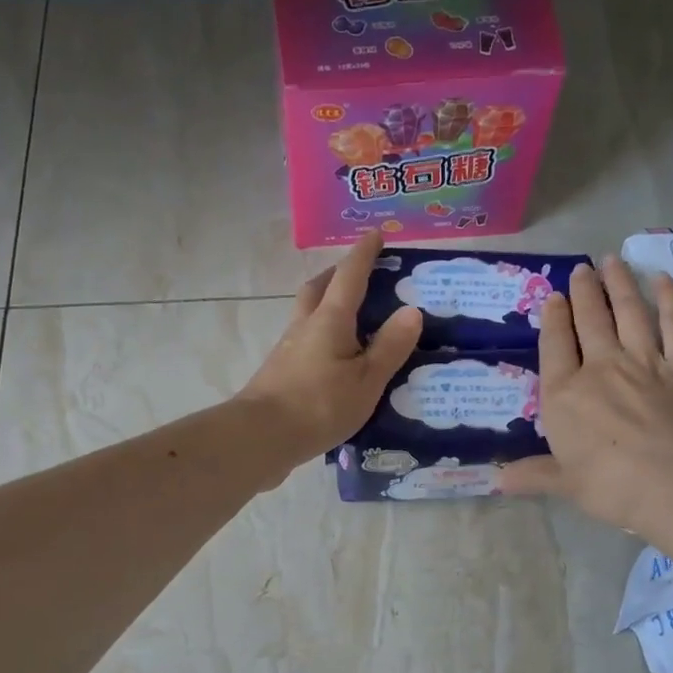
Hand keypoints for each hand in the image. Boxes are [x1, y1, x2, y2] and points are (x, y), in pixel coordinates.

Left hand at [236, 232, 423, 471]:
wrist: (261, 437)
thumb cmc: (319, 405)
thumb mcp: (366, 380)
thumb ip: (389, 347)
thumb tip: (412, 311)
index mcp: (330, 320)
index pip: (350, 276)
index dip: (364, 254)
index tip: (376, 234)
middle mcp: (305, 326)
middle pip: (319, 289)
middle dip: (338, 275)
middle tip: (358, 274)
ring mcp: (288, 350)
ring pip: (308, 315)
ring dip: (326, 305)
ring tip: (351, 317)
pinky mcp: (280, 374)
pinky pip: (305, 342)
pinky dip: (321, 337)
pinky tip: (334, 358)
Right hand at [498, 257, 672, 531]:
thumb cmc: (610, 486)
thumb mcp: (565, 483)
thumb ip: (534, 475)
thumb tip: (498, 480)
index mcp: (565, 394)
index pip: (555, 347)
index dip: (554, 319)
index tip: (554, 297)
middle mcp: (602, 368)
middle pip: (591, 321)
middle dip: (584, 292)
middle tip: (582, 269)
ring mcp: (645, 362)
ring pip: (629, 313)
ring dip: (620, 284)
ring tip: (612, 261)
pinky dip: (669, 299)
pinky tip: (662, 280)